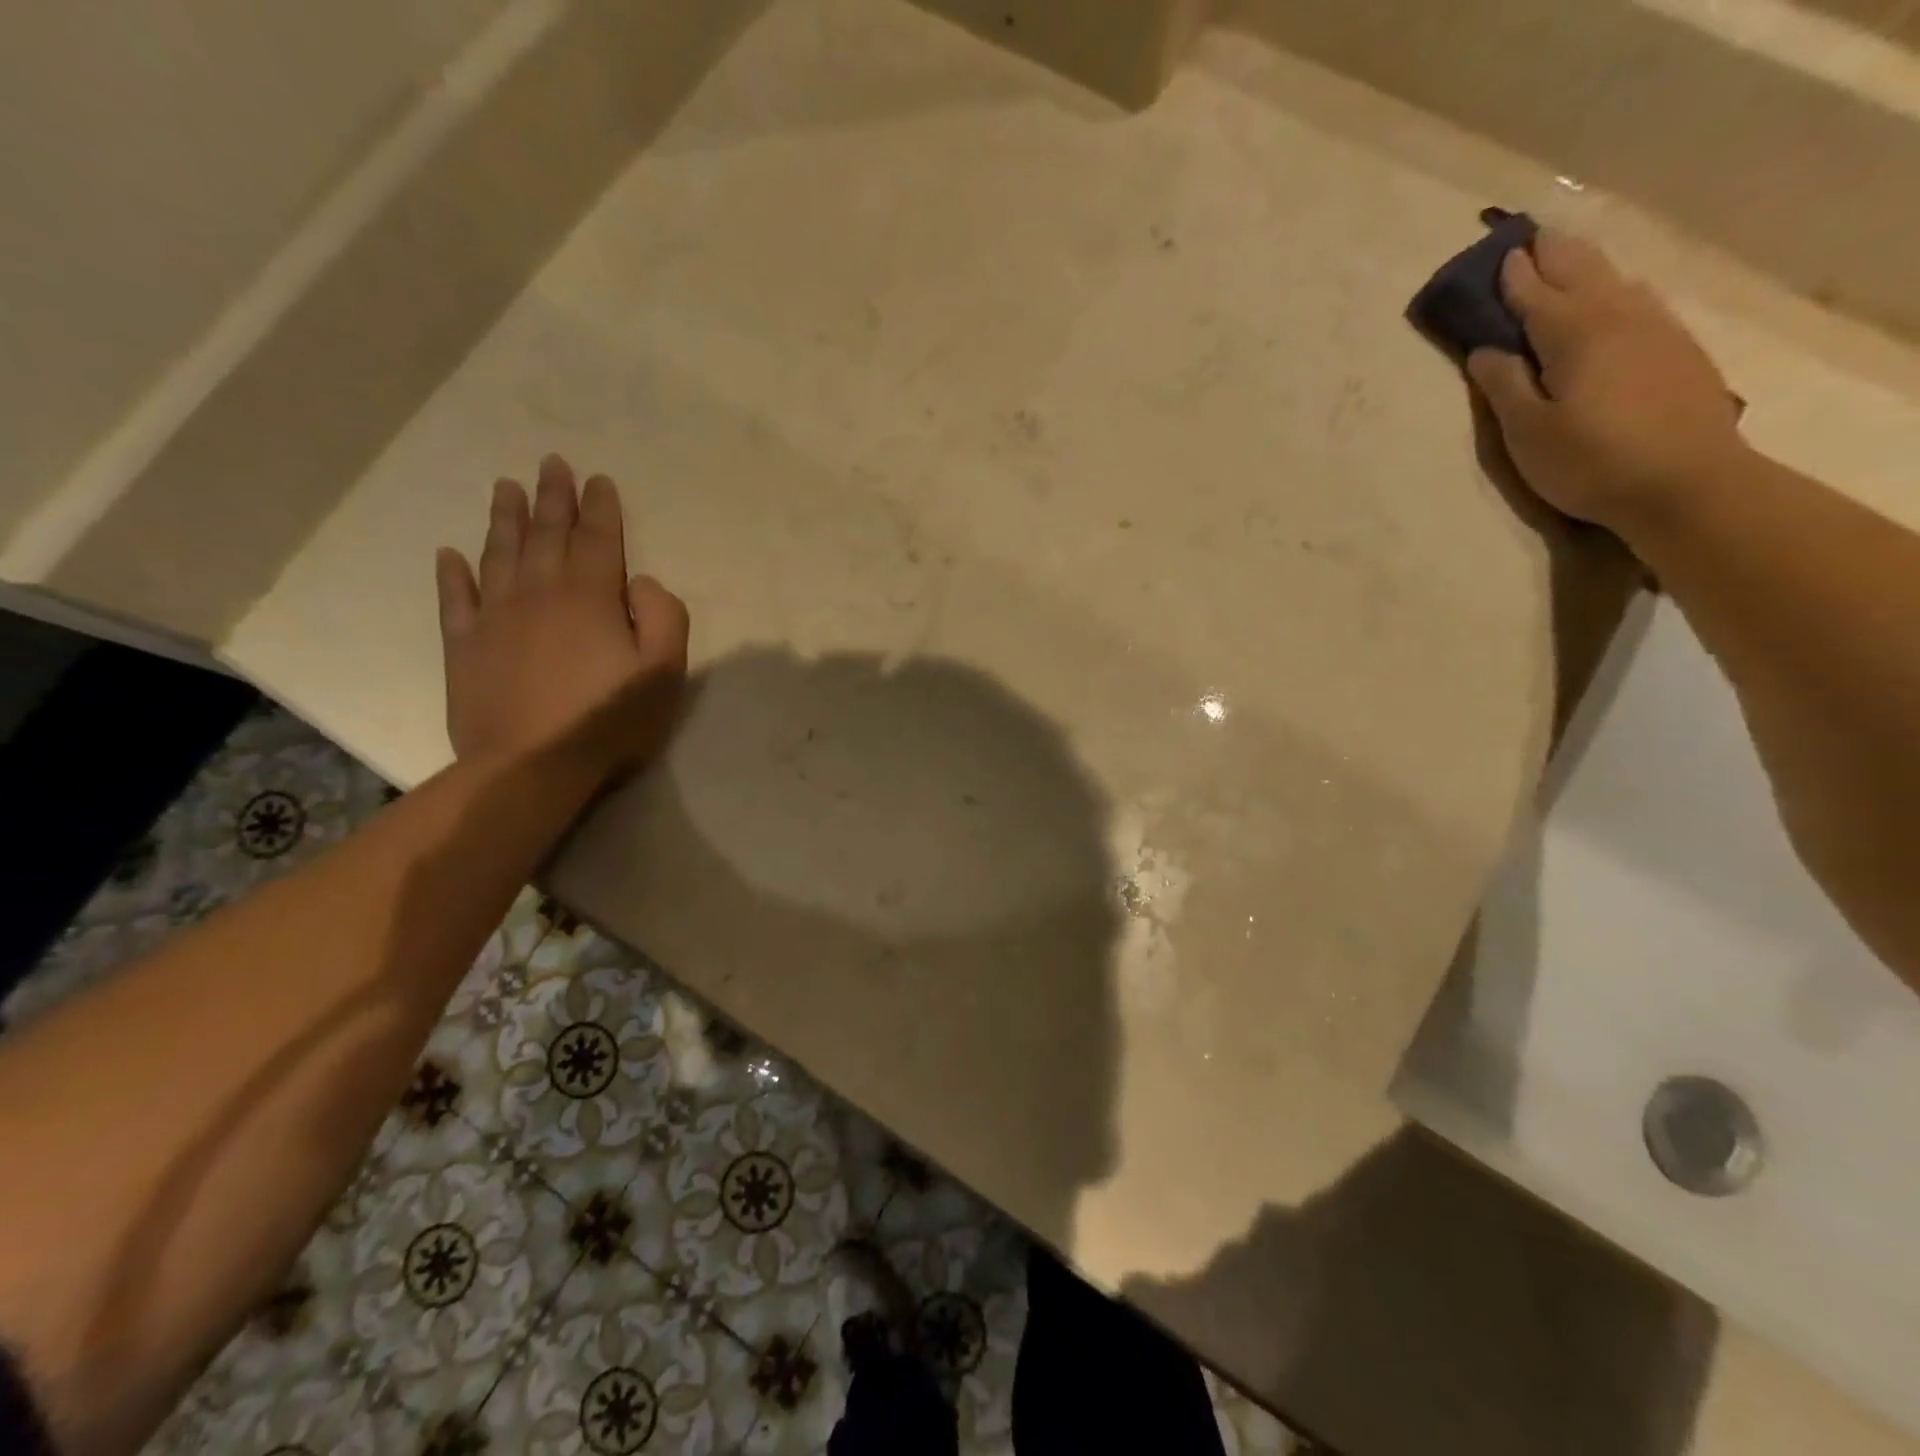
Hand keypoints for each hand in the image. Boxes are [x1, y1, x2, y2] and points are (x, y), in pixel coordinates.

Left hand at [435, 455, 688, 782]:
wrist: (531, 767)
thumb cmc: (609, 721)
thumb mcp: (664, 672)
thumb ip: (664, 617)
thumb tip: (642, 583)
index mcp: (590, 597)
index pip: (598, 539)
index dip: (599, 508)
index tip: (597, 479)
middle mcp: (539, 594)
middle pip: (546, 535)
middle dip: (551, 498)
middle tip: (550, 463)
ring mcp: (496, 618)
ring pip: (499, 554)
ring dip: (504, 519)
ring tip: (505, 487)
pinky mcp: (465, 647)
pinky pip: (456, 599)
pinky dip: (453, 574)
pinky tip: (450, 555)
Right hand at [1467, 229, 1746, 532]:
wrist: (1685, 482)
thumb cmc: (1589, 461)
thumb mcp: (1527, 432)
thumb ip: (1503, 385)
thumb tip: (1485, 349)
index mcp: (1575, 334)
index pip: (1537, 294)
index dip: (1515, 275)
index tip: (1500, 254)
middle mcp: (1619, 317)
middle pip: (1583, 272)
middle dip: (1555, 253)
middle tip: (1532, 237)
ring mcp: (1656, 329)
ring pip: (1616, 281)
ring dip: (1587, 265)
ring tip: (1567, 258)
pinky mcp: (1678, 349)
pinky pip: (1638, 301)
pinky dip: (1615, 289)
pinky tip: (1613, 296)